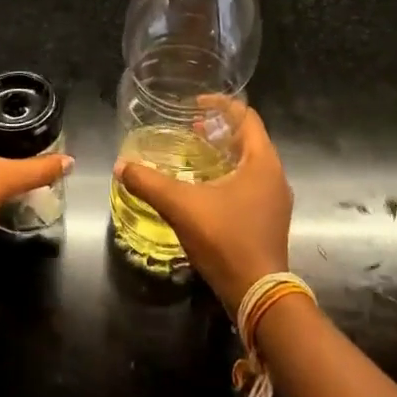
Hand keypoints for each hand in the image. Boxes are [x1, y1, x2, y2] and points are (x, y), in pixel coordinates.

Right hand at [115, 100, 291, 311]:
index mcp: (262, 162)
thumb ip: (149, 183)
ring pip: (250, 162)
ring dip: (225, 153)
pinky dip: (230, 175)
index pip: (247, 117)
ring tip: (195, 154)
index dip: (221, 105)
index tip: (195, 103)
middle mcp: (274, 175)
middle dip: (220, 129)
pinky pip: (251, 183)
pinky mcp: (270, 219)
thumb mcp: (181, 206)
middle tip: (190, 128)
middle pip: (249, 138)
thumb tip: (121, 166)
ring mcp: (275, 199)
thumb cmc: (225, 239)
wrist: (257, 292)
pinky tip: (206, 188)